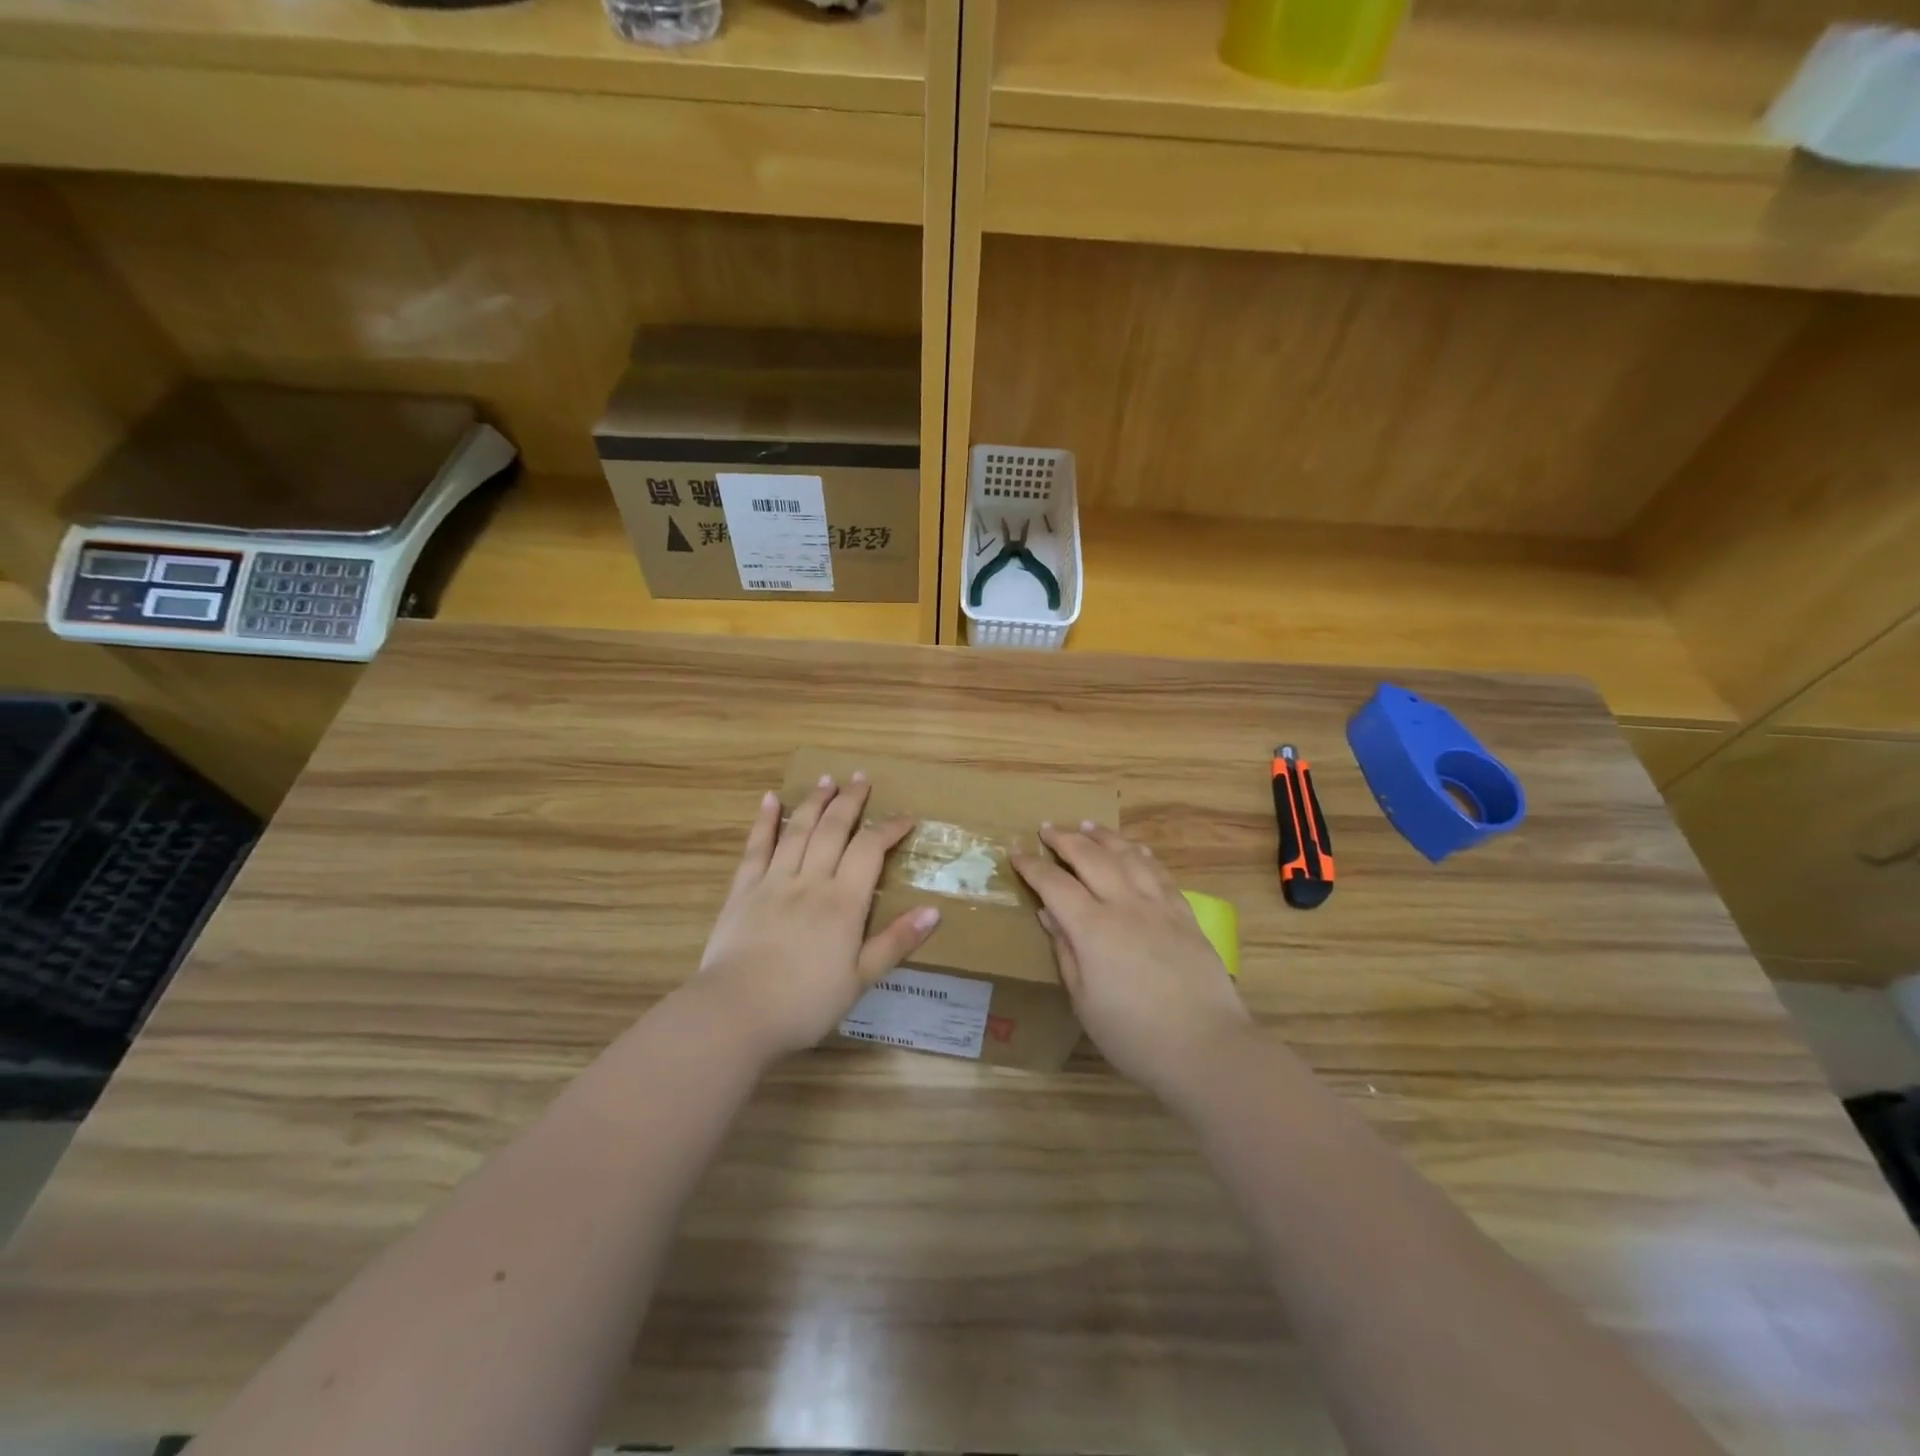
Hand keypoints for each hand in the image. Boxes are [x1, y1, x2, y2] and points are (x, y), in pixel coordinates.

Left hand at [693, 772, 939, 1060]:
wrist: (736, 1013)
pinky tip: (770, 799)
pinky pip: (756, 848)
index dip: (889, 829)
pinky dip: (764, 821)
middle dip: (850, 801)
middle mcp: (810, 881)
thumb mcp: (860, 979)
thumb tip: (934, 911)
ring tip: (827, 779)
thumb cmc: (804, 1003)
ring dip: (814, 801)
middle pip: (833, 829)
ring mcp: (773, 881)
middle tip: (861, 777)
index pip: (870, 850)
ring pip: (797, 830)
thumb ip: (896, 942)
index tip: (906, 817)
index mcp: (843, 902)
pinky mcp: (743, 890)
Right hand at [1012, 823, 1253, 1100]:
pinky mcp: (1185, 915)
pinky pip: (1160, 872)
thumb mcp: (1084, 1001)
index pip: (1054, 884)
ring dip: (1104, 837)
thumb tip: (1049, 914)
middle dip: (1065, 839)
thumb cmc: (1133, 1035)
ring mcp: (1159, 906)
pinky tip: (1136, 849)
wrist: (1206, 1048)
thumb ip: (1065, 952)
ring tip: (1087, 825)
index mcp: (1093, 928)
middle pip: (1091, 858)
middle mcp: (1125, 905)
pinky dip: (1142, 854)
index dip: (1032, 866)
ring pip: (1127, 856)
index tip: (1016, 851)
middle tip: (1047, 828)